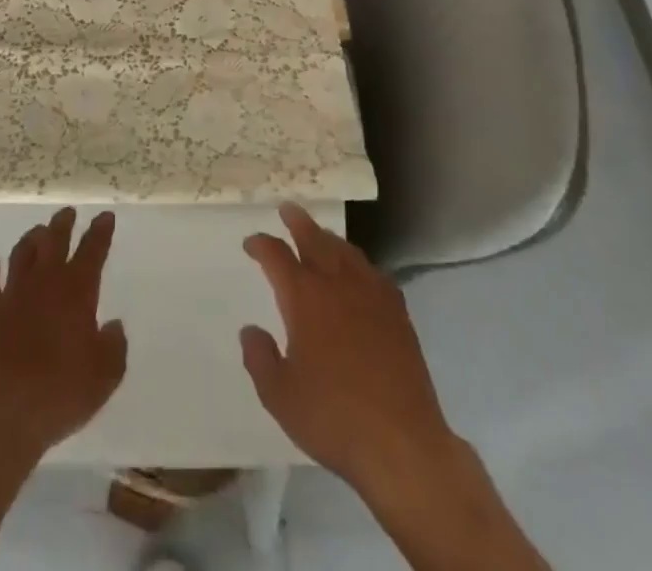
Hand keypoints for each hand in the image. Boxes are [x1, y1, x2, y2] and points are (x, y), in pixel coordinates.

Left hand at [0, 208, 126, 471]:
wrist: (2, 415)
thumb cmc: (60, 395)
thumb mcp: (104, 378)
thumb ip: (114, 347)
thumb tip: (113, 326)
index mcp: (77, 292)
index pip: (93, 251)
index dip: (100, 231)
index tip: (105, 215)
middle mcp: (45, 283)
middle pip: (54, 241)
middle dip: (63, 224)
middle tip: (68, 212)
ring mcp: (12, 294)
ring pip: (21, 253)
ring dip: (31, 239)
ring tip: (38, 231)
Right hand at [240, 204, 457, 497]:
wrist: (401, 442)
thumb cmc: (333, 417)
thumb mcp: (279, 396)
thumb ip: (259, 358)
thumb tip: (250, 330)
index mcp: (304, 298)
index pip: (277, 256)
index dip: (261, 245)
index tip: (251, 243)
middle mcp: (336, 284)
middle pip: (315, 239)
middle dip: (298, 221)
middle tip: (287, 208)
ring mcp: (371, 295)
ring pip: (346, 251)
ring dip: (329, 238)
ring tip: (320, 235)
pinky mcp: (397, 313)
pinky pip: (374, 273)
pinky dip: (360, 264)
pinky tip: (360, 273)